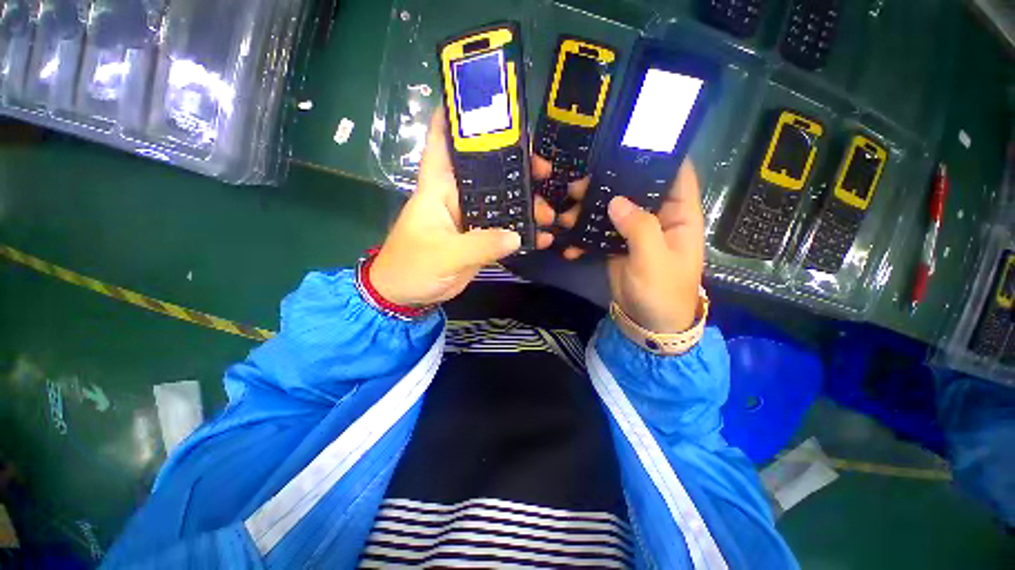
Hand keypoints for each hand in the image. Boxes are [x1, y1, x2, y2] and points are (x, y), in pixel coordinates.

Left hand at [370, 111, 556, 306]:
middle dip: (516, 168)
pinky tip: (540, 237)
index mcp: (438, 188)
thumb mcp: (444, 255)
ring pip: (501, 202)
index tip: (487, 102)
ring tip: (548, 215)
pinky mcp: (479, 238)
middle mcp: (456, 197)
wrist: (407, 296)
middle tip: (544, 172)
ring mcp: (470, 218)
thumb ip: (480, 245)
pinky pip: (503, 229)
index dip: (458, 117)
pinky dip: (521, 232)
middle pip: (488, 172)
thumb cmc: (413, 267)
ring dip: (525, 205)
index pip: (444, 142)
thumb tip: (515, 236)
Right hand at [553, 161, 704, 333]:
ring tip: (566, 210)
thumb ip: (639, 227)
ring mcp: (634, 231)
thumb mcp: (654, 260)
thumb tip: (616, 200)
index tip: (630, 139)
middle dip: (609, 182)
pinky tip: (569, 238)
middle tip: (579, 181)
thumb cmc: (662, 291)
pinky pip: (600, 231)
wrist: (648, 323)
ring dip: (589, 208)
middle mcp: (657, 217)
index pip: (675, 173)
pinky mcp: (617, 245)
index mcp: (679, 215)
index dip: (659, 153)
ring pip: (613, 208)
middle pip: (635, 188)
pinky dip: (585, 233)